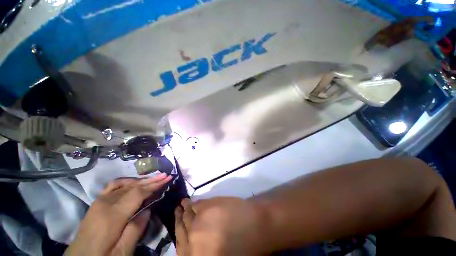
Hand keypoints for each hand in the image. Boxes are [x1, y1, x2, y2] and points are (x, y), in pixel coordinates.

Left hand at [65, 173, 171, 255]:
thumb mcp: (122, 252)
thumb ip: (136, 229)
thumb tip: (148, 209)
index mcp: (112, 216)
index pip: (138, 193)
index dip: (154, 185)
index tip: (168, 178)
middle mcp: (105, 203)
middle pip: (133, 187)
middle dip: (151, 180)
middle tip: (165, 175)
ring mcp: (99, 201)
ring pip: (125, 184)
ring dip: (142, 180)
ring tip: (154, 178)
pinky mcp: (97, 203)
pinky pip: (113, 186)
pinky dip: (127, 182)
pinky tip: (133, 182)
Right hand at [174, 197, 269, 255]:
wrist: (257, 226)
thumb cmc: (243, 246)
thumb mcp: (220, 252)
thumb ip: (204, 248)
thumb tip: (193, 241)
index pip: (181, 249)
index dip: (179, 238)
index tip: (177, 231)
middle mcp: (193, 243)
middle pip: (181, 232)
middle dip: (178, 223)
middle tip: (177, 213)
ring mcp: (198, 224)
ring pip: (186, 217)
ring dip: (183, 211)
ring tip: (182, 205)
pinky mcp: (206, 207)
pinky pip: (195, 205)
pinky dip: (191, 204)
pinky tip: (189, 201)